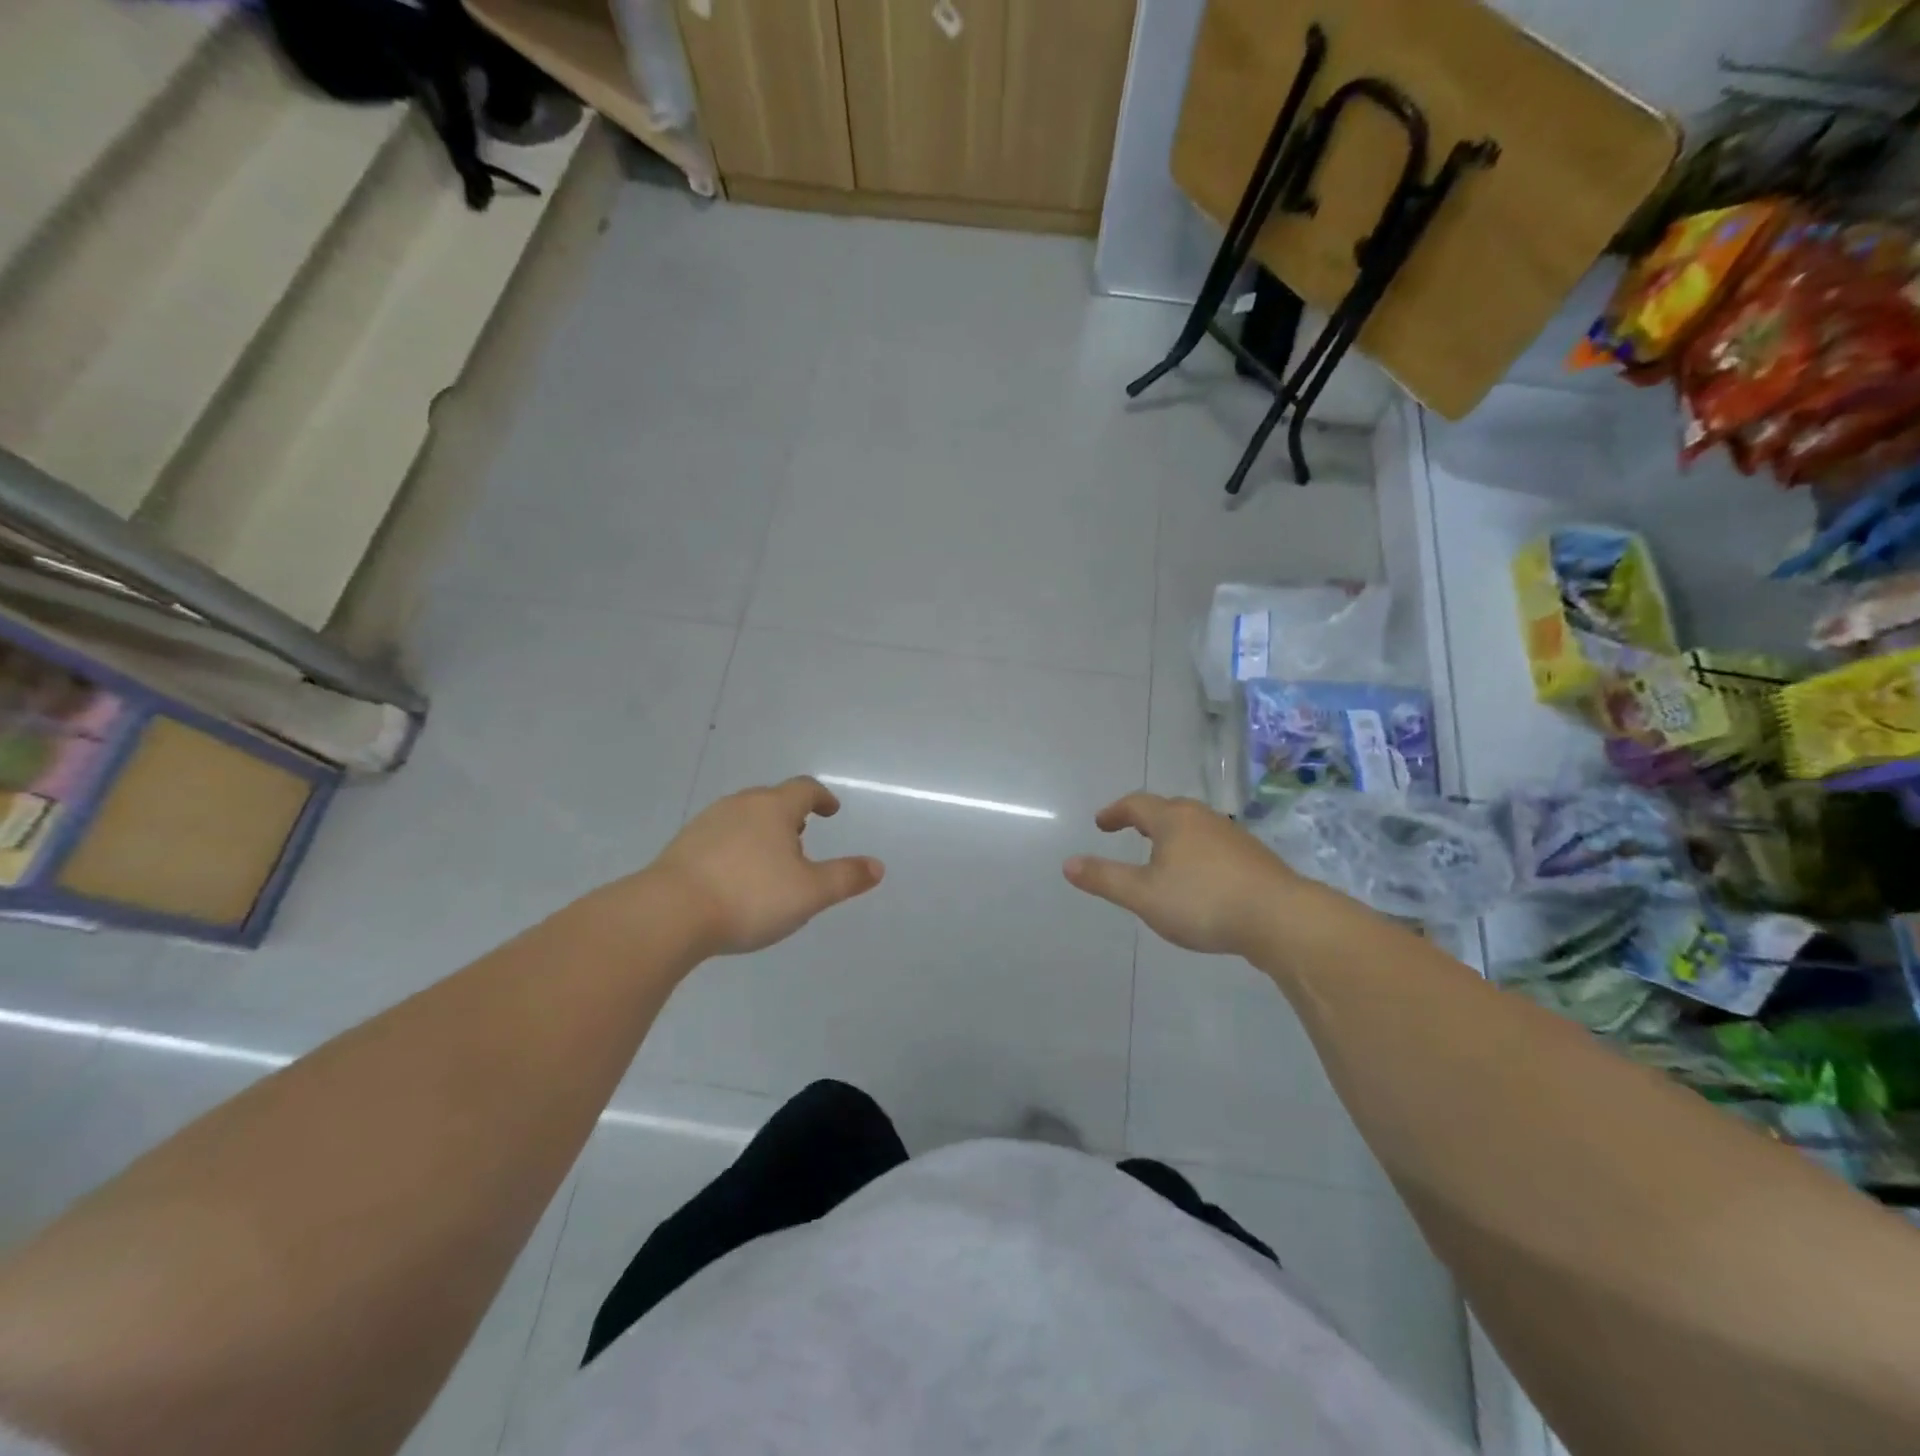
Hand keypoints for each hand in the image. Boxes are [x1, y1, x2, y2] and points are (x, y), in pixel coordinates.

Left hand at [651, 777, 883, 956]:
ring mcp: (707, 823)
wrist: (668, 914)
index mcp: (773, 808)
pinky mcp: (682, 845)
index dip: (821, 797)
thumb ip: (845, 878)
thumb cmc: (750, 896)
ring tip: (769, 860)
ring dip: (761, 831)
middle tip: (802, 837)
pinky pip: (719, 837)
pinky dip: (735, 848)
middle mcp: (740, 805)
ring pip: (743, 817)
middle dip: (790, 815)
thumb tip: (877, 866)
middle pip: (771, 800)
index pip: (804, 789)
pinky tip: (734, 877)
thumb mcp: (809, 893)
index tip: (830, 810)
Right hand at [1063, 792, 1300, 956]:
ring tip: (1162, 856)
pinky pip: (1214, 846)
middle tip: (1130, 831)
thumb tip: (1068, 863)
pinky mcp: (1254, 858)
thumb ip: (1105, 878)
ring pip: (1195, 827)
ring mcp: (1233, 837)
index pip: (1136, 804)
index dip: (1115, 812)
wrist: (1281, 919)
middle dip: (1146, 819)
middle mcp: (1203, 818)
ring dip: (1174, 836)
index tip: (1102, 823)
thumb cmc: (1203, 901)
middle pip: (1169, 810)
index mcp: (1173, 820)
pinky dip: (1196, 853)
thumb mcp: (1143, 895)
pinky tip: (1200, 879)